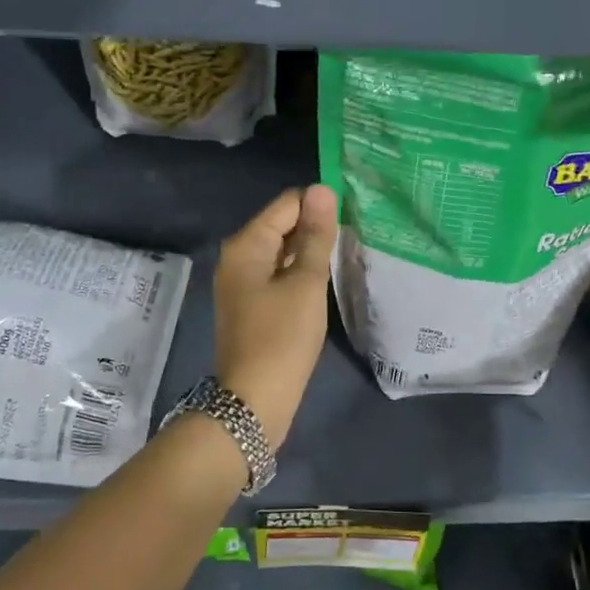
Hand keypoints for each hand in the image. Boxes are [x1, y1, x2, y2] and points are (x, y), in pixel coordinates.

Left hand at [213, 184, 338, 448]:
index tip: (351, 219)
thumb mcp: (306, 282)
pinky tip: (322, 281)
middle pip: (281, 225)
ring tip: (344, 255)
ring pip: (281, 250)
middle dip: (314, 227)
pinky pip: (277, 273)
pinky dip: (298, 272)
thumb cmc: (283, 337)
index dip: (319, 206)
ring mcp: (241, 282)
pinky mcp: (250, 304)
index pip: (287, 203)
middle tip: (352, 237)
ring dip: (309, 251)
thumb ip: (316, 235)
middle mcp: (237, 256)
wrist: (254, 401)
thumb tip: (322, 188)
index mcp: (246, 244)